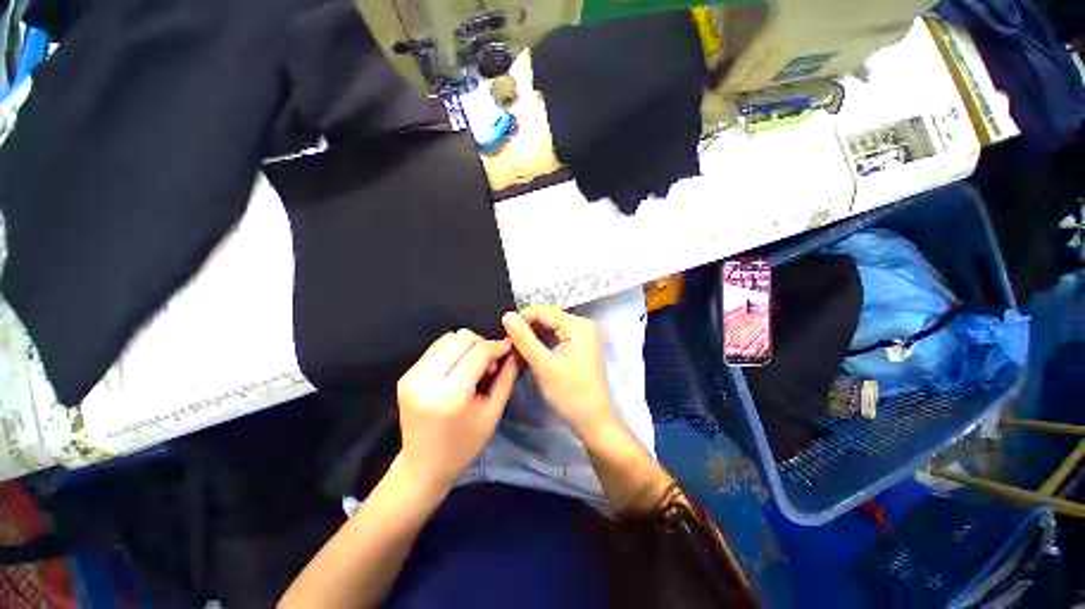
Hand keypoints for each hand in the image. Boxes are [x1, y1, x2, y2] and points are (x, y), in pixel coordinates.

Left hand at [397, 329, 518, 490]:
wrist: (423, 467)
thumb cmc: (464, 445)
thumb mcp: (493, 413)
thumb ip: (506, 377)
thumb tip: (514, 350)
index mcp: (450, 394)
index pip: (478, 352)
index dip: (497, 346)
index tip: (509, 348)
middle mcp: (426, 379)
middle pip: (461, 338)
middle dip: (481, 345)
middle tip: (489, 366)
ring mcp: (412, 376)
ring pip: (448, 339)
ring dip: (466, 346)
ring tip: (473, 367)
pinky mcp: (406, 375)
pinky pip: (436, 349)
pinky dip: (453, 351)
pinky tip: (458, 369)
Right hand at [502, 306, 614, 436]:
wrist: (593, 420)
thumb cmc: (570, 394)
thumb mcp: (543, 365)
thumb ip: (524, 339)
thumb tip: (507, 315)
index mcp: (579, 326)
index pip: (544, 311)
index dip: (522, 318)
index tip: (503, 331)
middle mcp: (585, 324)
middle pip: (549, 317)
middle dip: (528, 327)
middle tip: (509, 342)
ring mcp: (586, 334)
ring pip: (552, 326)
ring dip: (535, 334)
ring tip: (517, 346)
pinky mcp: (583, 344)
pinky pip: (559, 335)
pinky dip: (544, 341)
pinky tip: (532, 349)